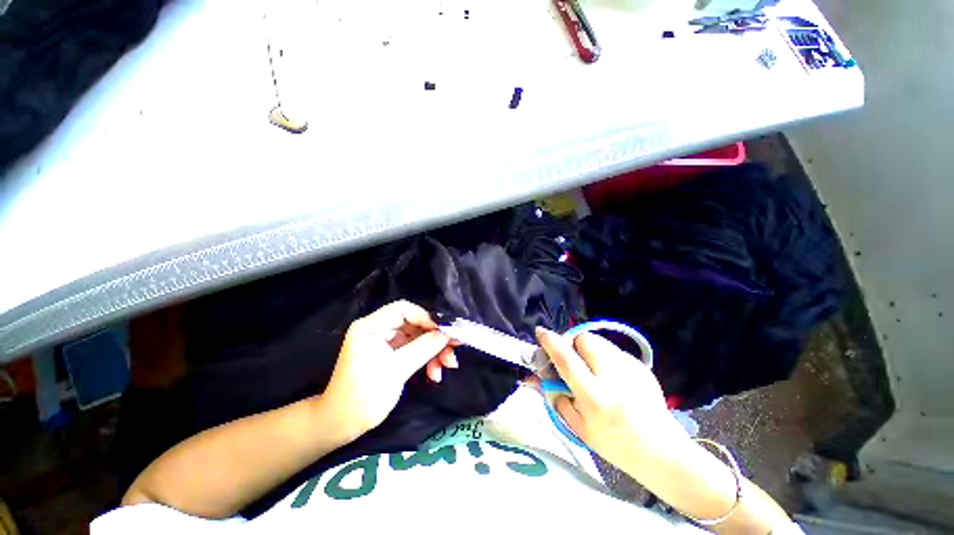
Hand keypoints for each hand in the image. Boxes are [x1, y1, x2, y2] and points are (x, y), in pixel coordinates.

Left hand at [323, 301, 457, 435]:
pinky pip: (415, 349)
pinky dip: (427, 359)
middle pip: (414, 324)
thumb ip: (425, 347)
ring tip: (447, 366)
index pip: (403, 310)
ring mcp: (386, 342)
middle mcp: (378, 329)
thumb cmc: (364, 396)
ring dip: (434, 351)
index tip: (445, 331)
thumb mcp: (398, 369)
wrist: (343, 426)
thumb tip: (449, 333)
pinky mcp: (391, 354)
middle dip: (435, 338)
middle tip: (454, 348)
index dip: (426, 317)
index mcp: (371, 326)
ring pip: (418, 338)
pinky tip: (435, 373)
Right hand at [536, 328, 689, 472]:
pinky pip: (613, 350)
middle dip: (573, 344)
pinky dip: (604, 357)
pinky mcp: (641, 366)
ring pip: (599, 341)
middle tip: (573, 359)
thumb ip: (556, 399)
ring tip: (592, 369)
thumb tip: (537, 378)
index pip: (567, 361)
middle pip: (585, 340)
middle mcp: (613, 378)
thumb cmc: (615, 446)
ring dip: (588, 349)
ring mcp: (631, 369)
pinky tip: (611, 378)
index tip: (541, 332)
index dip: (551, 343)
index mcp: (595, 398)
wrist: (663, 452)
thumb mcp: (579, 428)